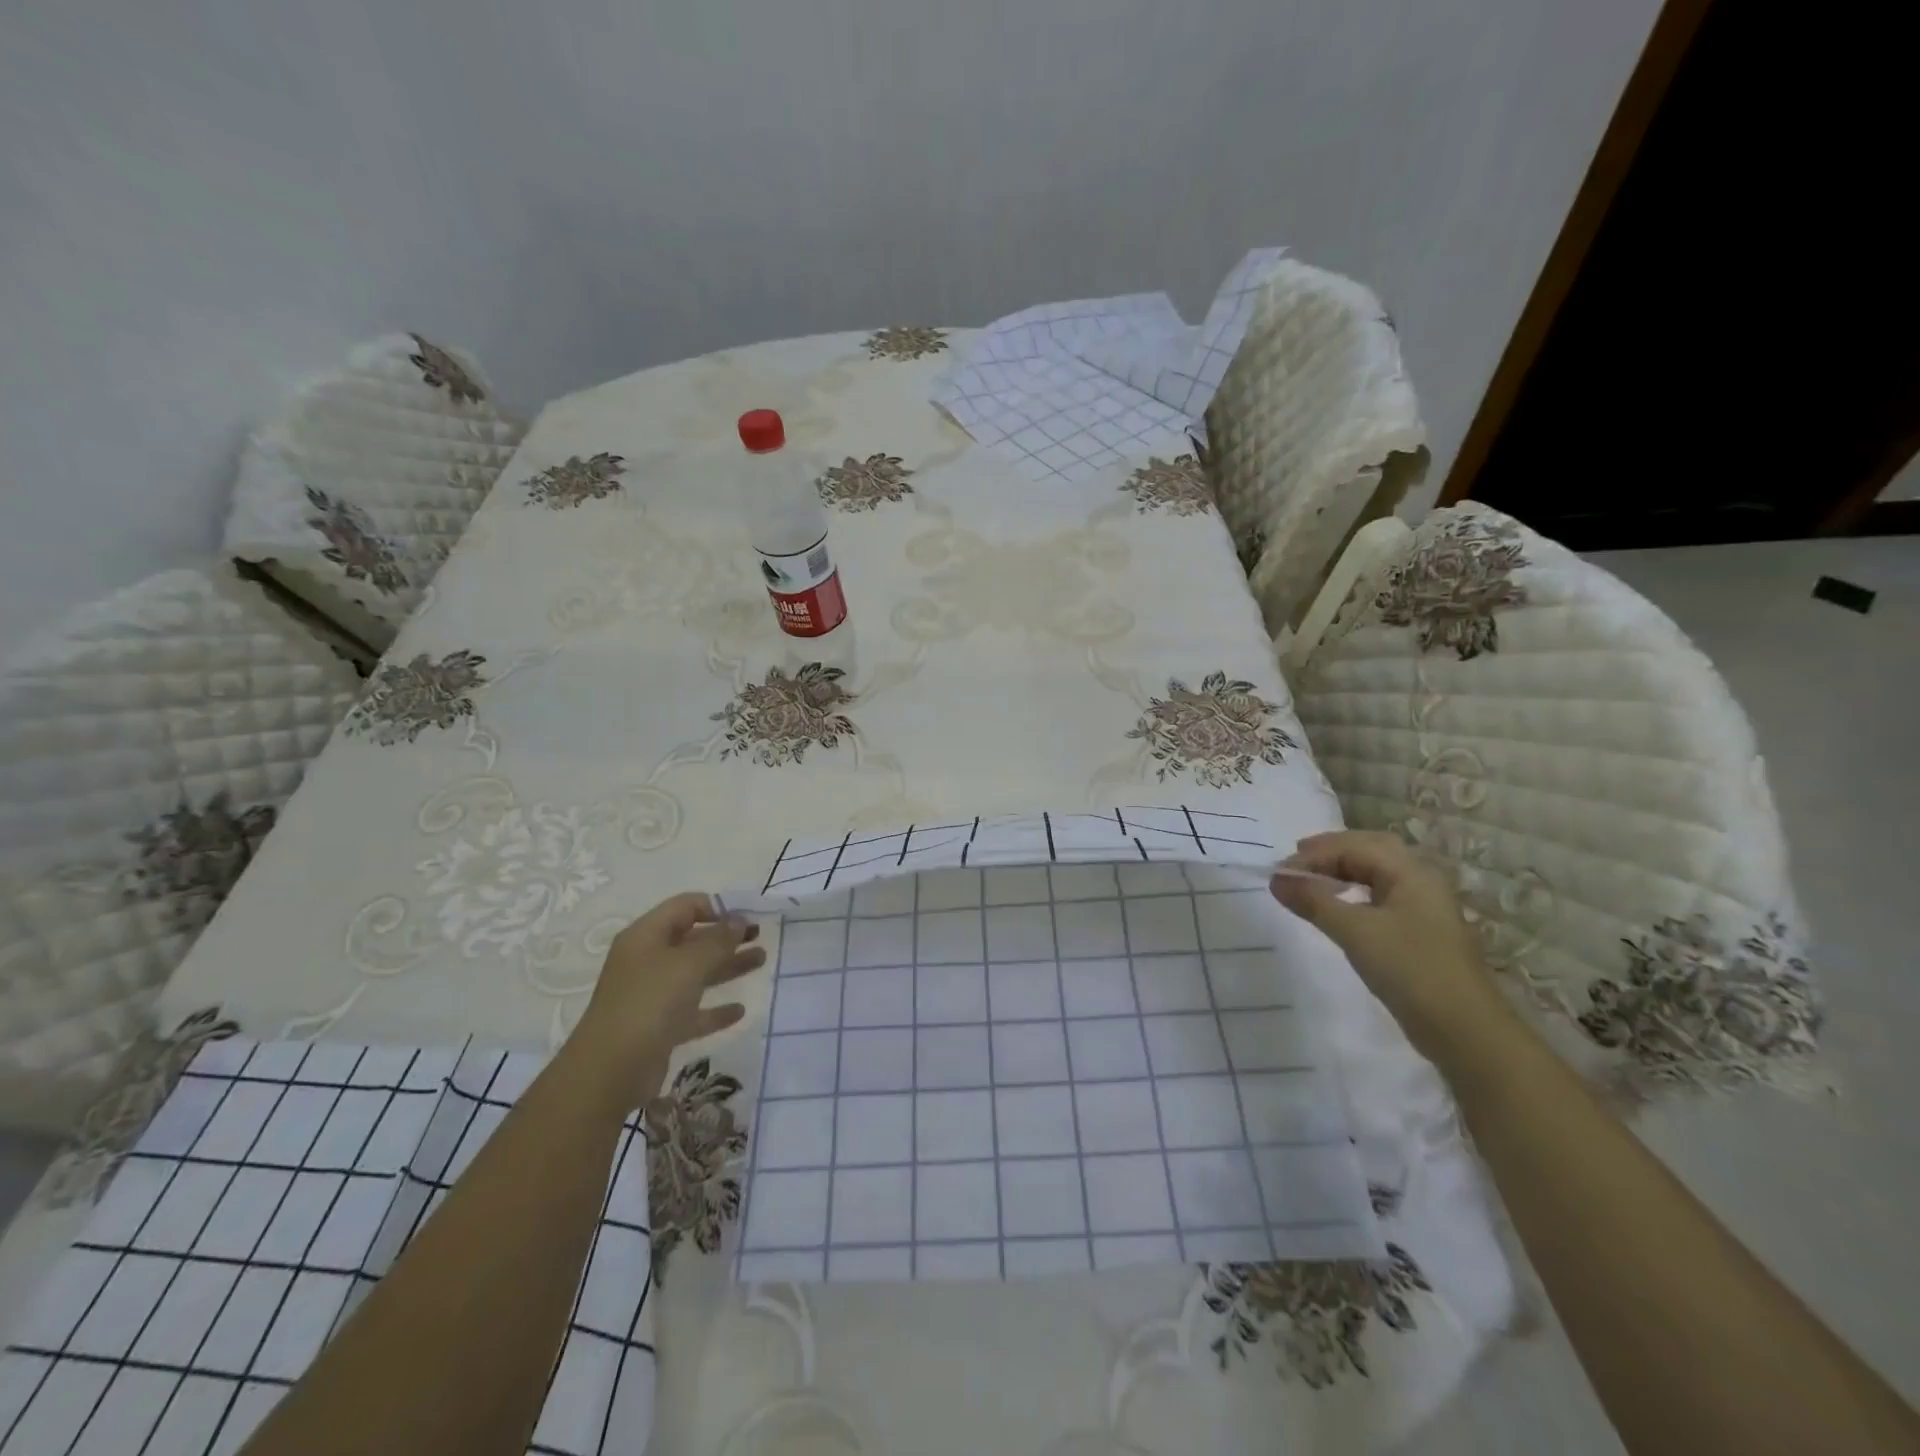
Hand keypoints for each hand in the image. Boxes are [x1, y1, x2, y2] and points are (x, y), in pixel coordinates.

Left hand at [563, 893, 766, 1111]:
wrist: (609, 1072)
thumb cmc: (649, 1003)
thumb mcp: (688, 964)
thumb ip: (718, 940)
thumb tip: (739, 919)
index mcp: (646, 936)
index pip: (685, 907)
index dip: (717, 907)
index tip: (748, 916)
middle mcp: (647, 961)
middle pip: (692, 940)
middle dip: (727, 936)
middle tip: (761, 936)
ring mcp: (651, 995)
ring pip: (696, 973)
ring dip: (727, 966)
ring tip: (761, 961)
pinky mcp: (658, 1028)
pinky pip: (693, 1011)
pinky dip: (715, 1008)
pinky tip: (740, 1011)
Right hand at [1270, 830, 1510, 1063]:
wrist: (1465, 1031)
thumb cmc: (1410, 970)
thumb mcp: (1355, 932)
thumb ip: (1314, 901)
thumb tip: (1276, 879)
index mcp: (1411, 872)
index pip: (1355, 846)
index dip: (1314, 854)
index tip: (1279, 873)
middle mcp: (1420, 881)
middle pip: (1371, 850)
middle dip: (1332, 851)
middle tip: (1297, 859)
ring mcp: (1423, 908)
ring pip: (1377, 874)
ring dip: (1343, 871)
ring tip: (1312, 880)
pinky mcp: (1420, 933)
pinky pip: (1381, 897)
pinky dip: (1354, 893)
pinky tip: (1340, 908)